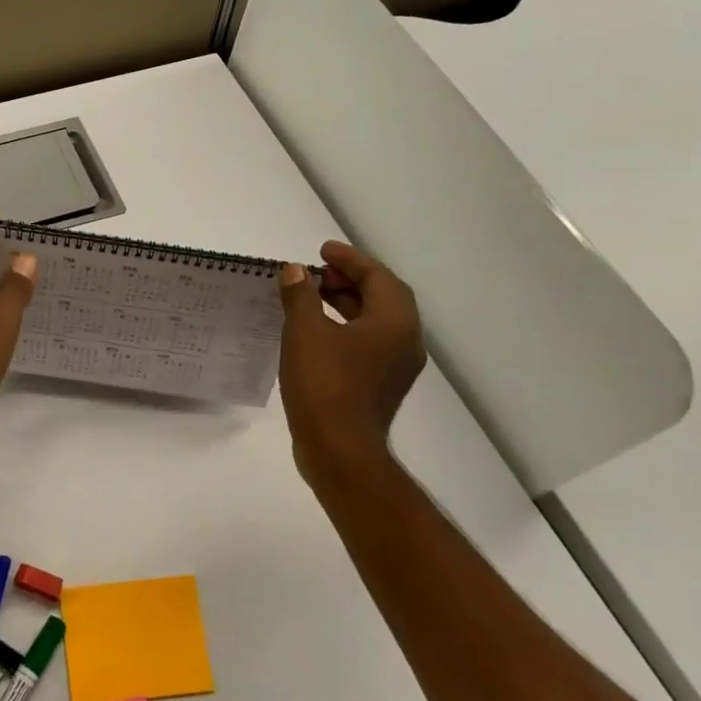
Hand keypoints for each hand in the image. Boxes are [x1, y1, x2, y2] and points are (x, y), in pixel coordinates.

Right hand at [278, 241, 425, 484]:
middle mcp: (404, 342)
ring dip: (346, 304)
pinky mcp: (380, 387)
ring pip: (374, 322)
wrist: (339, 450)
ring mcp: (395, 368)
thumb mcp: (305, 332)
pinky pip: (367, 343)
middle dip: (349, 280)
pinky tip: (315, 332)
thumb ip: (301, 296)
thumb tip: (295, 271)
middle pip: (382, 298)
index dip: (349, 259)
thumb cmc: (324, 384)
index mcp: (395, 323)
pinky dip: (344, 328)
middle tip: (316, 272)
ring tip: (312, 297)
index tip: (322, 250)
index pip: (378, 277)